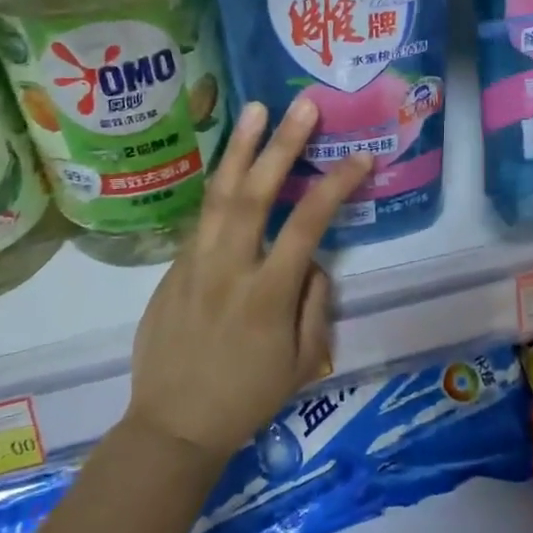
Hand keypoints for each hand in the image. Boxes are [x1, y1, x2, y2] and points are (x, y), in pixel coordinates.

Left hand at [126, 98, 373, 463]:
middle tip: (302, 106)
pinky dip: (220, 185)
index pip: (307, 225)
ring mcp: (193, 264)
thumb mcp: (300, 361)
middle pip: (255, 194)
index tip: (360, 158)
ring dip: (239, 148)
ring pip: (217, 195)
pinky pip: (202, 219)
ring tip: (255, 109)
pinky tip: (233, 162)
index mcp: (267, 294)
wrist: (172, 426)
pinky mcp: (172, 268)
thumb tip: (312, 259)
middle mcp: (228, 268)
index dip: (336, 186)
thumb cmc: (246, 398)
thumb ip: (314, 303)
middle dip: (281, 146)